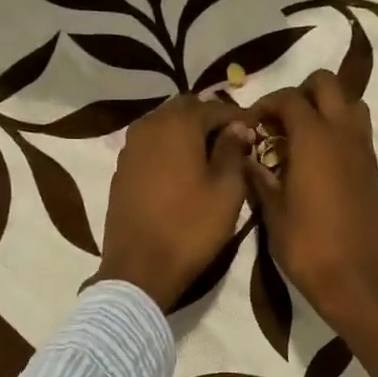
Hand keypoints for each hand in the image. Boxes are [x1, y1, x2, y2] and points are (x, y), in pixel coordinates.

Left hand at [95, 93, 253, 310]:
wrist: (140, 269)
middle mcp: (148, 126)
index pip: (214, 107)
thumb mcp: (226, 191)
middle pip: (184, 110)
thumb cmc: (191, 228)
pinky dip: (168, 150)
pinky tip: (182, 171)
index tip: (256, 132)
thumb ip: (233, 151)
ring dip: (187, 133)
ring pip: (163, 126)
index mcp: (177, 125)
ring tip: (209, 155)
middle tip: (232, 141)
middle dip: (209, 120)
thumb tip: (238, 127)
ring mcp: (129, 148)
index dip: (238, 117)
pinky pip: (150, 147)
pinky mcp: (121, 171)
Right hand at [246, 71, 377, 376]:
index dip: (266, 103)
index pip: (289, 98)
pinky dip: (339, 130)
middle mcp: (343, 133)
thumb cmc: (307, 247)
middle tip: (280, 121)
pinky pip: (358, 131)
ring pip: (350, 103)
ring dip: (326, 107)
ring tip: (302, 136)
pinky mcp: (373, 169)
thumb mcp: (273, 213)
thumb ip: (260, 178)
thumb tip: (247, 159)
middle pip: (328, 84)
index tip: (251, 123)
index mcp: (314, 139)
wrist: (355, 279)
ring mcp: (363, 150)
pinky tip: (319, 160)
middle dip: (301, 92)